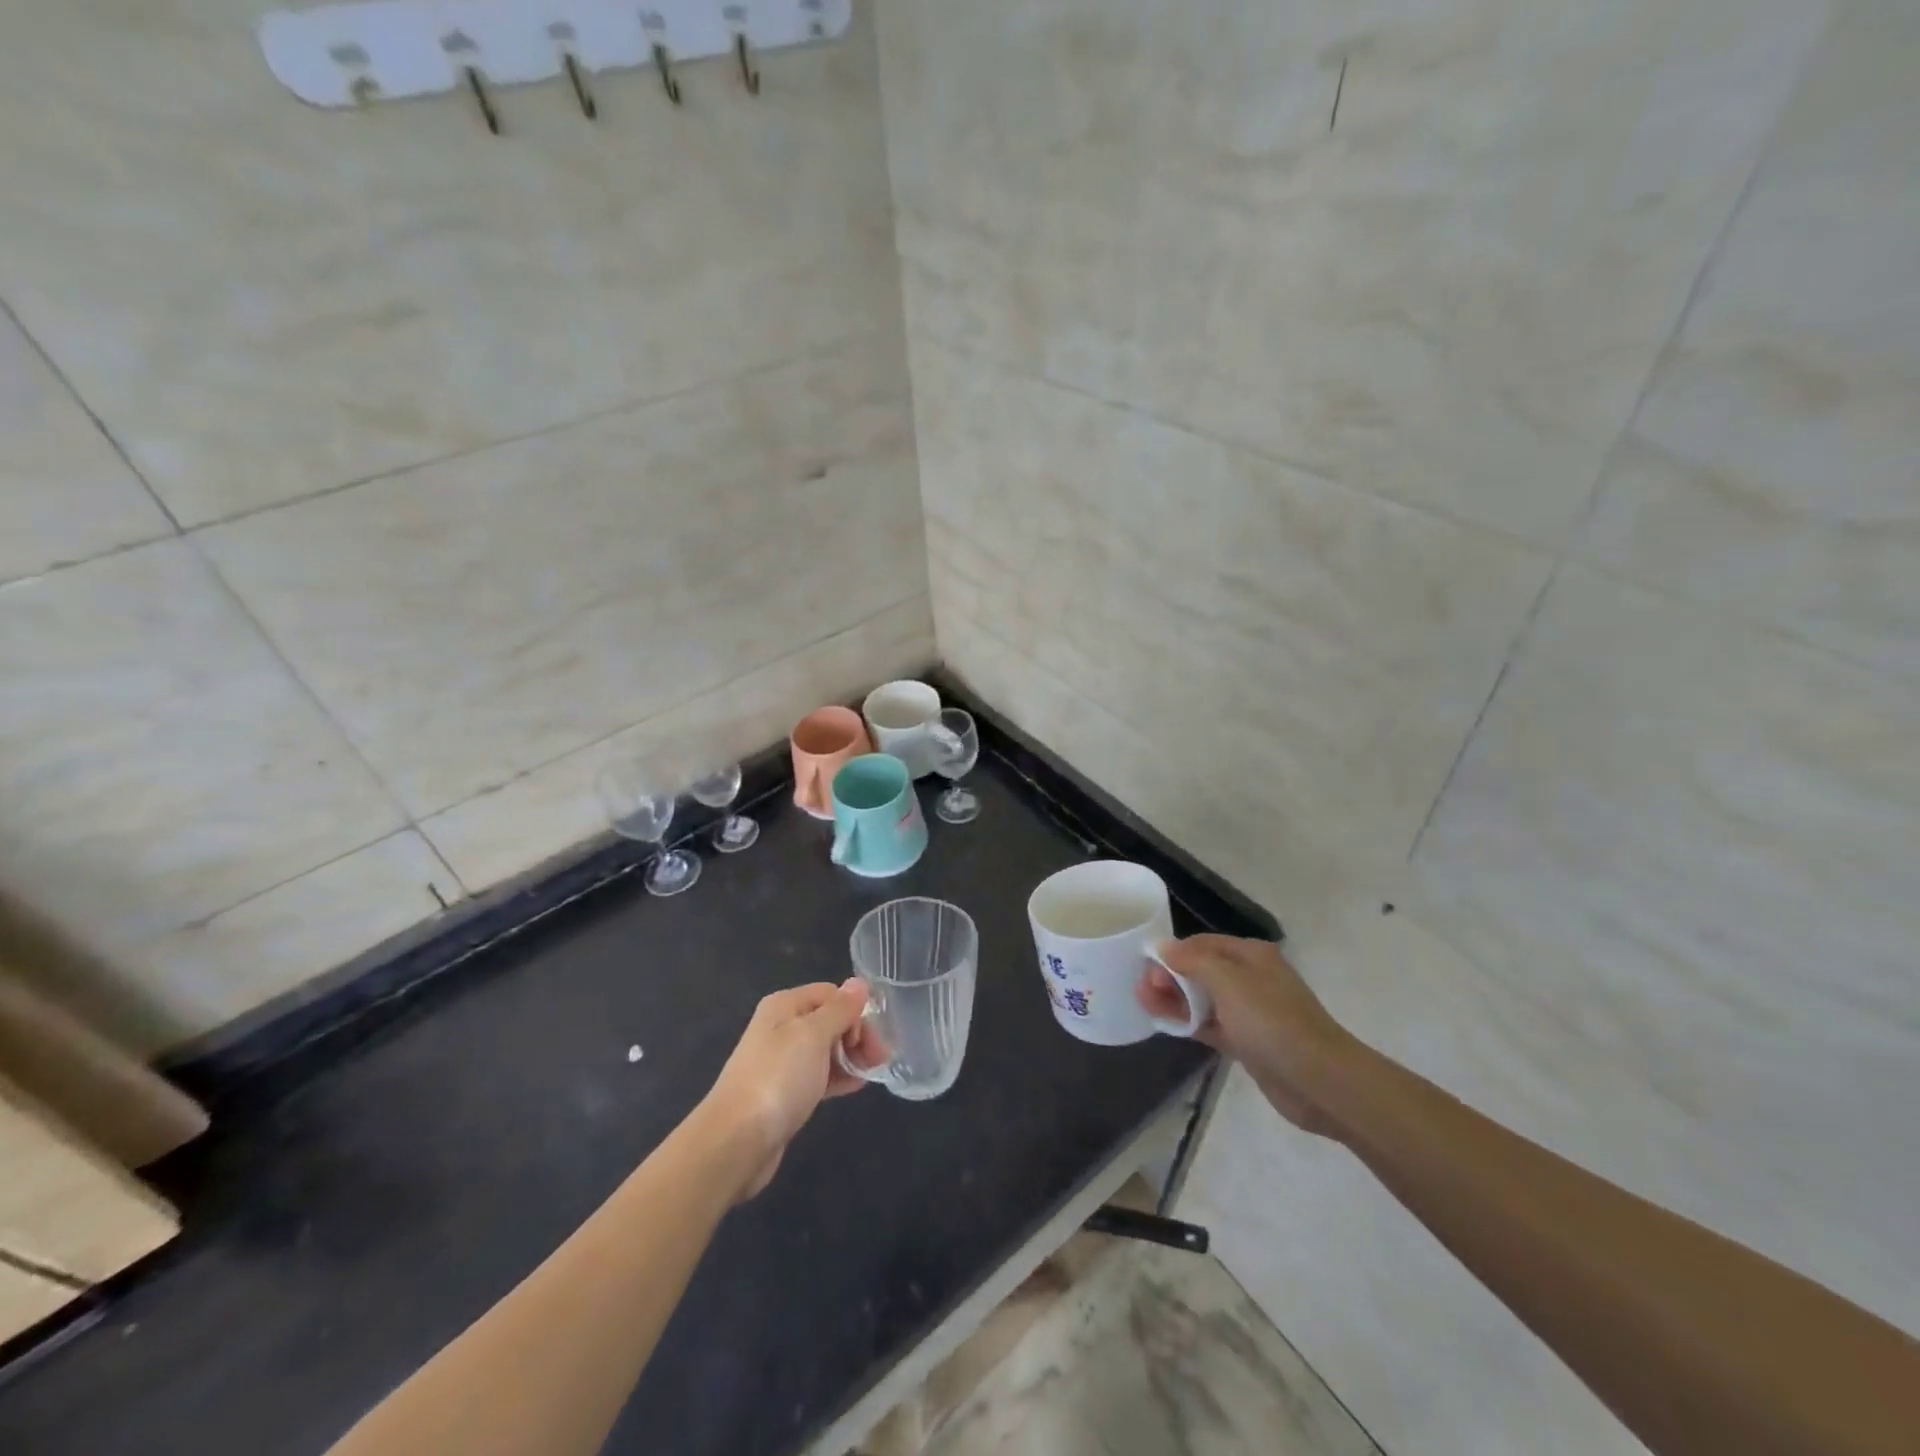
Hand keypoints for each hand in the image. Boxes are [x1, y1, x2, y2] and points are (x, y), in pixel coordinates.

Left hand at [700, 981, 884, 1200]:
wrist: (736, 1141)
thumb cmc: (778, 1078)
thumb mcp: (813, 1035)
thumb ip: (840, 1009)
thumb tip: (859, 983)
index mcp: (785, 1006)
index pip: (831, 994)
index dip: (854, 1011)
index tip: (869, 1038)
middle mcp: (782, 1028)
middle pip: (830, 1020)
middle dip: (857, 1034)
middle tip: (880, 1058)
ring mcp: (782, 1062)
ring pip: (827, 1049)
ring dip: (852, 1056)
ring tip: (873, 1072)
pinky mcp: (785, 1093)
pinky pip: (819, 1075)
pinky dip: (839, 1077)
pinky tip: (857, 1085)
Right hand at [1136, 935, 1354, 1135]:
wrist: (1320, 1081)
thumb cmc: (1272, 1022)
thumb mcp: (1228, 982)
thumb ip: (1192, 961)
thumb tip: (1164, 947)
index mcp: (1250, 955)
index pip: (1201, 943)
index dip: (1171, 953)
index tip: (1145, 968)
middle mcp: (1250, 978)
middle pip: (1200, 970)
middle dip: (1170, 976)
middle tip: (1142, 990)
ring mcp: (1250, 1012)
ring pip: (1203, 999)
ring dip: (1175, 1000)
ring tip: (1144, 1004)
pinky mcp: (1248, 1042)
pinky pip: (1210, 1024)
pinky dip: (1189, 1022)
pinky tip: (1166, 1025)